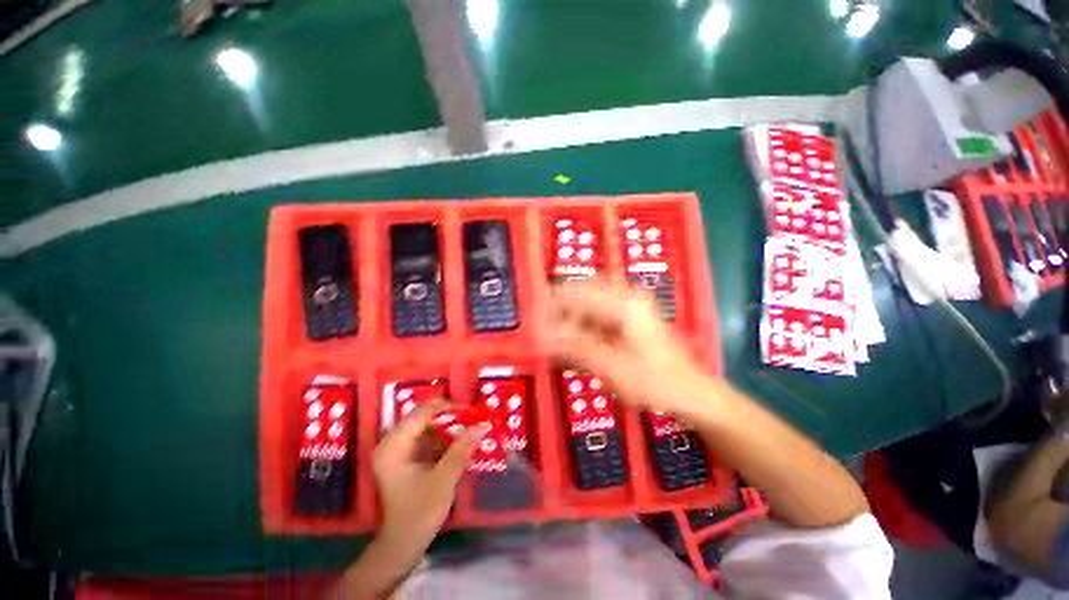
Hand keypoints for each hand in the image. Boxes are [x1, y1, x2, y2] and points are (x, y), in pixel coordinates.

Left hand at [373, 402, 488, 554]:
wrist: (403, 543)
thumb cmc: (419, 512)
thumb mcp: (444, 479)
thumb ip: (461, 449)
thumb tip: (482, 425)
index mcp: (394, 445)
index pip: (422, 413)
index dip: (448, 408)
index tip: (471, 412)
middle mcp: (392, 442)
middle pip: (424, 417)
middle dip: (451, 418)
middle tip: (473, 420)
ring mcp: (398, 449)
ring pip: (428, 426)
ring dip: (450, 427)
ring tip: (471, 430)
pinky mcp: (406, 456)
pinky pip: (427, 437)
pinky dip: (445, 438)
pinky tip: (461, 443)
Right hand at [539, 279, 708, 414]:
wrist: (694, 393)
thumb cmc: (655, 382)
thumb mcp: (610, 367)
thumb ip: (575, 347)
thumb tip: (544, 336)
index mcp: (623, 304)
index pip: (577, 294)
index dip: (552, 306)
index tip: (534, 321)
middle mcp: (627, 297)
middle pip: (583, 294)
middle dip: (562, 312)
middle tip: (546, 332)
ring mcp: (632, 306)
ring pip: (591, 304)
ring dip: (573, 320)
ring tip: (559, 341)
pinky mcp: (632, 318)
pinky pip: (601, 314)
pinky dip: (586, 326)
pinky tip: (578, 343)